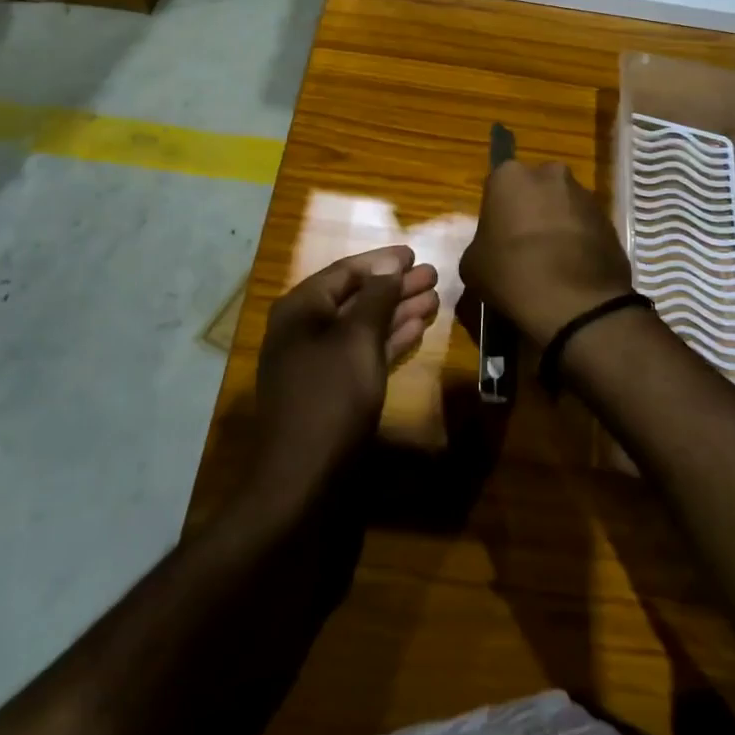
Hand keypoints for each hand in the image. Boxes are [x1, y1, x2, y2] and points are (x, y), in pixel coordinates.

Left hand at [253, 246, 440, 495]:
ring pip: (362, 326)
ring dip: (397, 311)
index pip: (345, 271)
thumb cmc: (330, 397)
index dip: (382, 261)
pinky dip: (388, 339)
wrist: (301, 479)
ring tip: (433, 298)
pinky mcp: (331, 389)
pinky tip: (416, 329)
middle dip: (395, 286)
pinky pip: (362, 352)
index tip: (414, 254)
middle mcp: (305, 329)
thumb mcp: (357, 340)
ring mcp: (317, 361)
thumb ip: (375, 298)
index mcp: (301, 309)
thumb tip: (389, 265)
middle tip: (432, 275)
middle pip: (356, 297)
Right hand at [460, 162, 633, 346]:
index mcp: (510, 176)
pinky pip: (586, 227)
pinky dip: (580, 242)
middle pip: (536, 190)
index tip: (497, 237)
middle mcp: (550, 174)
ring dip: (558, 225)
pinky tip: (573, 271)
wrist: (573, 302)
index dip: (498, 212)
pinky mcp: (610, 220)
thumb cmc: (511, 273)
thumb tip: (491, 252)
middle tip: (524, 246)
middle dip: (532, 211)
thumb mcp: (472, 264)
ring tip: (553, 263)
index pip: (498, 186)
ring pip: (564, 206)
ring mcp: (584, 196)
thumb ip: (480, 246)